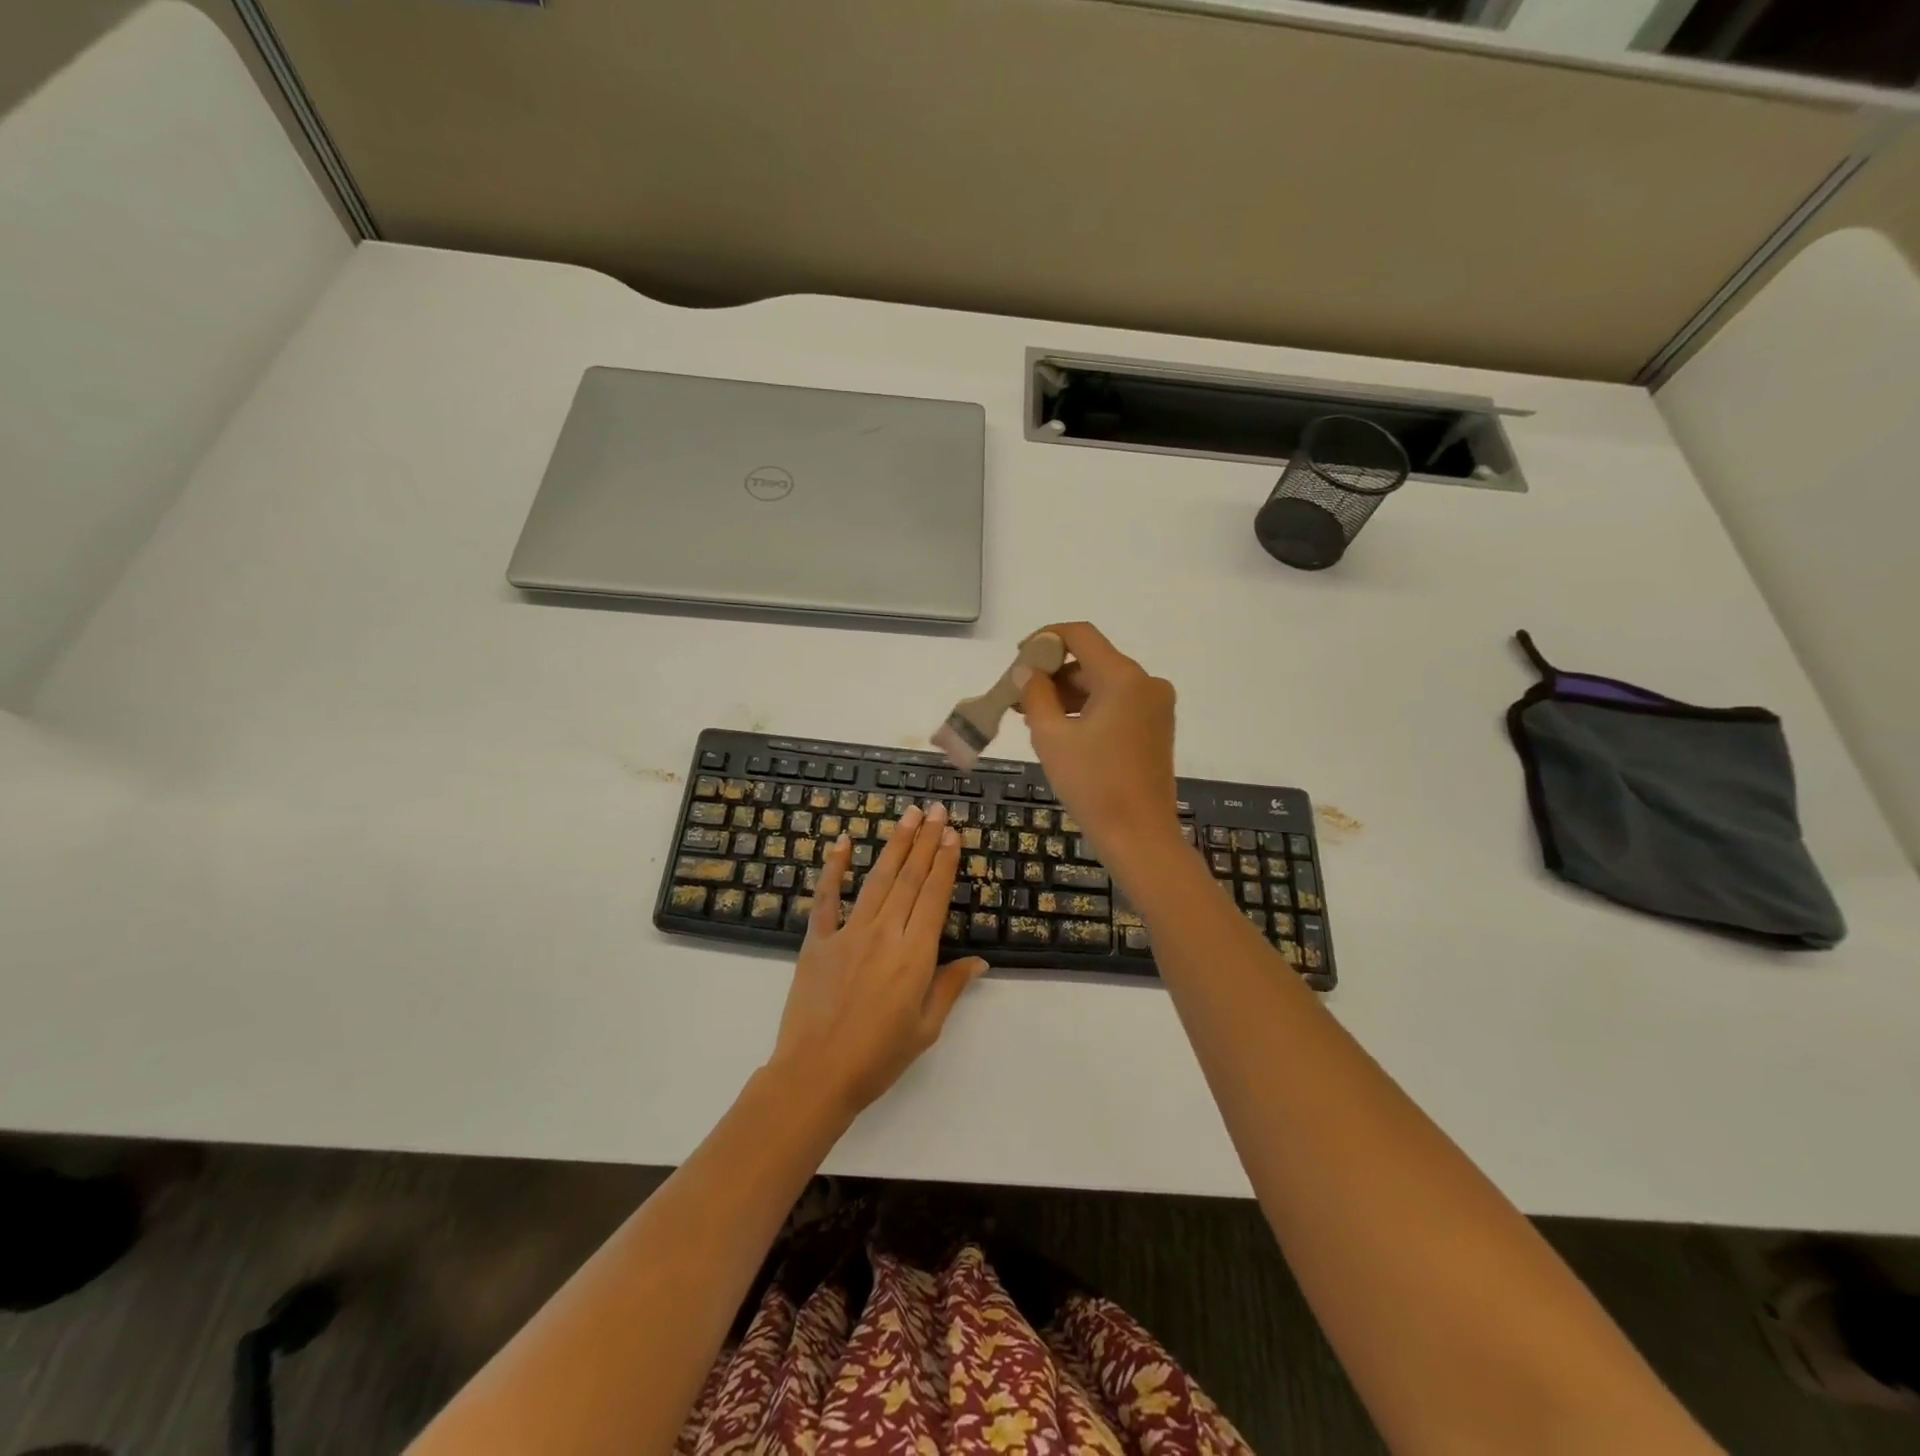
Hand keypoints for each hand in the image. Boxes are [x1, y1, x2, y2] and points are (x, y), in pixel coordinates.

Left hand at [768, 802, 987, 1121]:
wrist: (815, 1075)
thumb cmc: (878, 1058)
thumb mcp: (925, 1028)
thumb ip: (949, 988)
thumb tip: (979, 961)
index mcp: (914, 956)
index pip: (933, 897)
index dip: (944, 863)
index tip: (951, 834)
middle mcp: (884, 934)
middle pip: (908, 879)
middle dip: (924, 841)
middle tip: (935, 810)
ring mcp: (848, 933)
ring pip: (876, 880)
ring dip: (894, 845)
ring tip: (907, 816)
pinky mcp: (818, 940)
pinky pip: (826, 898)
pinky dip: (833, 869)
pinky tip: (841, 843)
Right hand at [1019, 622, 1181, 870]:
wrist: (1139, 836)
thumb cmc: (1092, 785)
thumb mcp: (1052, 737)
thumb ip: (1034, 694)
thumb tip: (1025, 671)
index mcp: (1124, 678)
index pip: (1081, 635)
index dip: (1045, 639)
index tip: (1018, 659)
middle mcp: (1146, 683)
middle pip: (1091, 660)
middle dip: (1052, 673)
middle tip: (1017, 696)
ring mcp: (1156, 706)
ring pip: (1103, 683)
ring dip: (1067, 693)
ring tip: (1031, 717)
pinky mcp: (1156, 727)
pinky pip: (1116, 703)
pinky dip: (1087, 709)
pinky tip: (1061, 729)